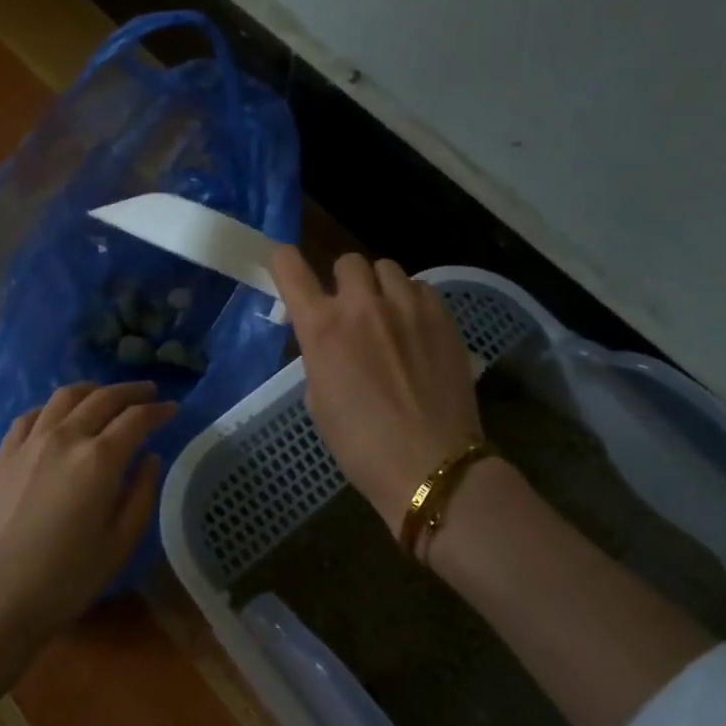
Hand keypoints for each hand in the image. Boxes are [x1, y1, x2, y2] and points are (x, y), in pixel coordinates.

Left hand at [0, 381, 176, 725]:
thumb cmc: (63, 582)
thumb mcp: (118, 545)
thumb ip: (141, 495)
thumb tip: (149, 458)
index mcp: (100, 459)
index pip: (136, 419)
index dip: (158, 410)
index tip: (172, 408)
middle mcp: (65, 438)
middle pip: (103, 398)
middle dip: (130, 391)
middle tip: (148, 392)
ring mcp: (29, 443)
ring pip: (64, 397)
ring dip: (92, 390)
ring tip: (106, 395)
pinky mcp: (3, 456)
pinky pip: (32, 416)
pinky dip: (53, 407)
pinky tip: (58, 417)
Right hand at [271, 247, 481, 533]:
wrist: (430, 464)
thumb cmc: (361, 445)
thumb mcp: (318, 401)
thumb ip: (319, 357)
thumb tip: (329, 341)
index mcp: (322, 328)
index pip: (290, 269)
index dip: (284, 261)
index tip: (287, 266)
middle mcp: (362, 305)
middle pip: (347, 261)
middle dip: (343, 281)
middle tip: (349, 309)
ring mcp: (407, 306)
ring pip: (387, 269)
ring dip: (379, 287)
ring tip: (387, 315)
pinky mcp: (442, 316)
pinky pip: (420, 288)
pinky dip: (411, 301)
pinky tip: (415, 329)